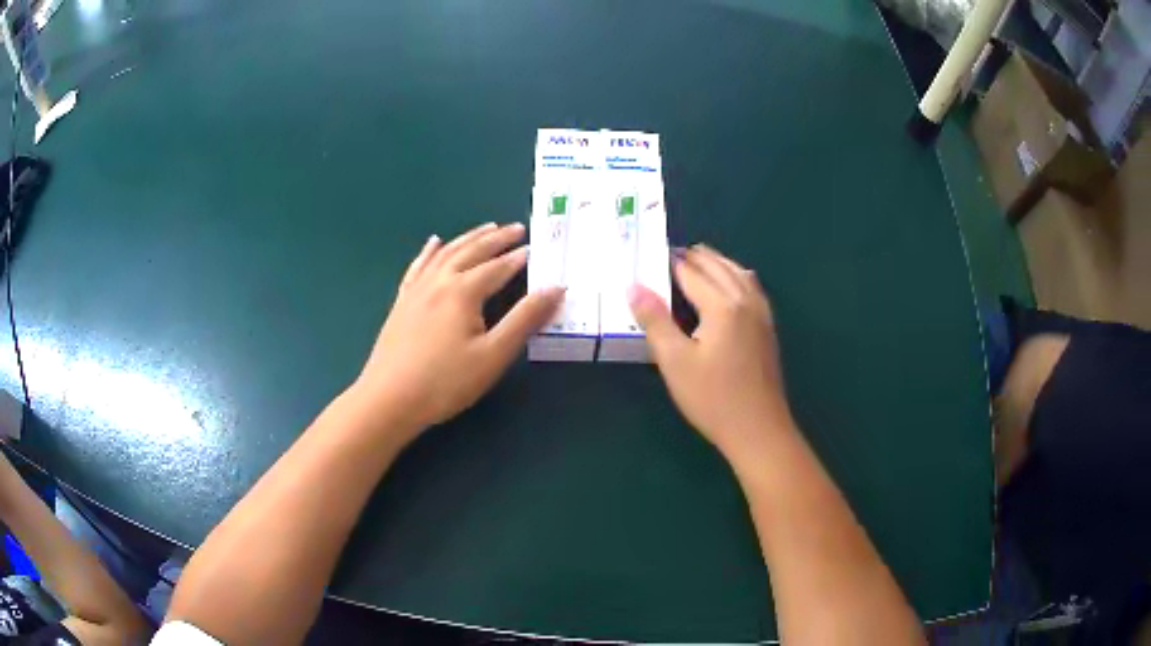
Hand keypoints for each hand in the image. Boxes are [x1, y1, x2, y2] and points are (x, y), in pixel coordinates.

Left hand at [352, 222, 562, 442]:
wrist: (389, 399)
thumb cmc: (445, 382)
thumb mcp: (493, 355)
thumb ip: (525, 319)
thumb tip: (555, 288)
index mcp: (463, 291)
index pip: (498, 267)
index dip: (518, 258)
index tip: (536, 248)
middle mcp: (439, 281)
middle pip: (472, 251)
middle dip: (496, 238)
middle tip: (516, 227)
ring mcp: (416, 289)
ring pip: (446, 253)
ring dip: (468, 238)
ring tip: (486, 228)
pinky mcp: (401, 301)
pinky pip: (418, 266)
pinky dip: (430, 251)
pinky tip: (434, 243)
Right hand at [628, 244, 790, 460]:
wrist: (758, 429)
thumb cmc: (712, 398)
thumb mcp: (675, 361)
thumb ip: (654, 320)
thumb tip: (633, 286)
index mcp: (722, 305)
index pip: (692, 274)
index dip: (672, 263)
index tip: (654, 253)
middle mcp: (745, 301)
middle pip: (719, 268)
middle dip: (697, 257)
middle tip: (675, 251)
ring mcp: (762, 315)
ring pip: (740, 274)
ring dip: (720, 262)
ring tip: (702, 257)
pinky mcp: (768, 329)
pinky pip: (753, 288)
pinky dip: (738, 276)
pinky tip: (736, 282)